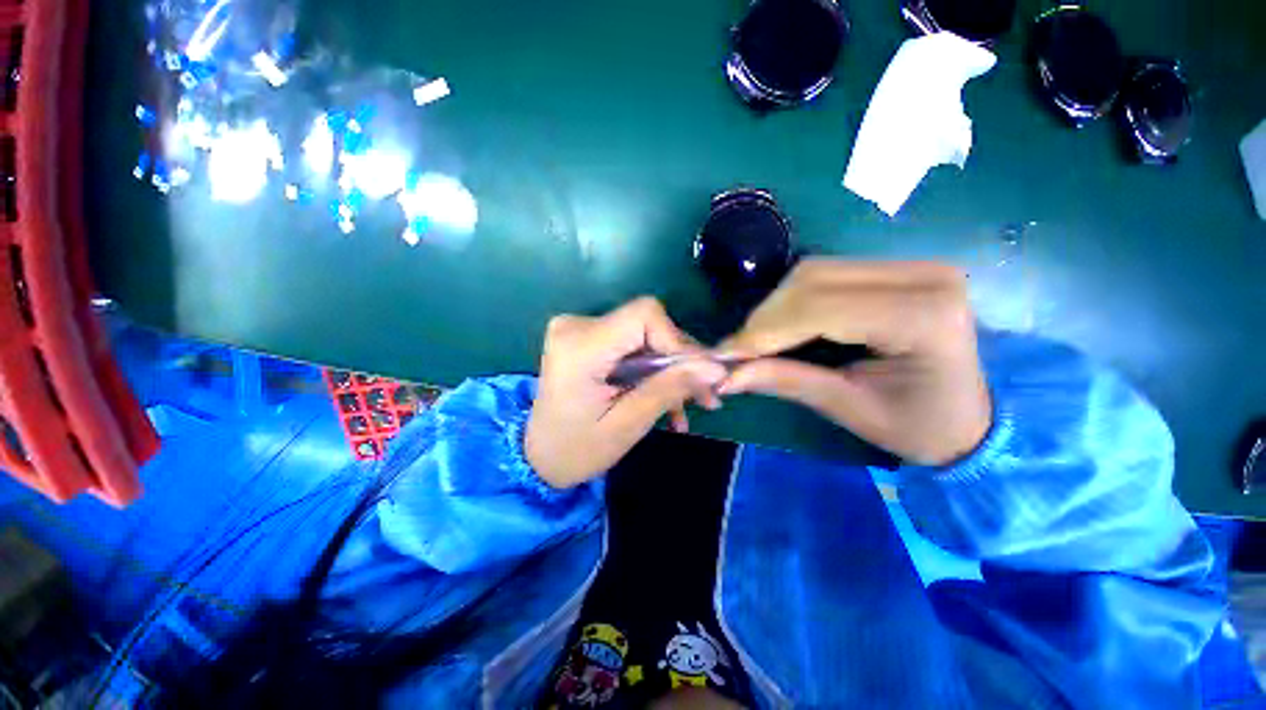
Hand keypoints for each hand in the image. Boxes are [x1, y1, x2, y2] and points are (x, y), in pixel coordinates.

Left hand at [526, 298, 726, 487]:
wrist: (539, 457)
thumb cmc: (577, 450)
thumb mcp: (628, 424)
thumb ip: (670, 389)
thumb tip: (716, 368)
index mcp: (580, 346)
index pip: (645, 315)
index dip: (677, 340)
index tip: (698, 375)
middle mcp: (577, 326)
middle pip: (648, 325)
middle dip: (679, 360)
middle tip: (705, 395)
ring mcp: (580, 330)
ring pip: (645, 337)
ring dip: (669, 370)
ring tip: (687, 406)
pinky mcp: (587, 338)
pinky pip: (632, 345)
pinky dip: (651, 370)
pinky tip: (666, 401)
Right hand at [717, 260, 990, 465]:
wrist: (967, 418)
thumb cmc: (917, 426)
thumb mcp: (849, 409)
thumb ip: (786, 382)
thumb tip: (724, 375)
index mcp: (922, 317)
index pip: (820, 308)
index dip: (763, 331)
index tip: (724, 355)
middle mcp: (921, 276)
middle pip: (812, 279)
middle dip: (764, 318)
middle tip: (736, 351)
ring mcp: (910, 266)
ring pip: (812, 272)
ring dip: (773, 308)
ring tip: (755, 343)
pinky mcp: (894, 270)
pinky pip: (823, 275)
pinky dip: (789, 302)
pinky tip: (778, 327)